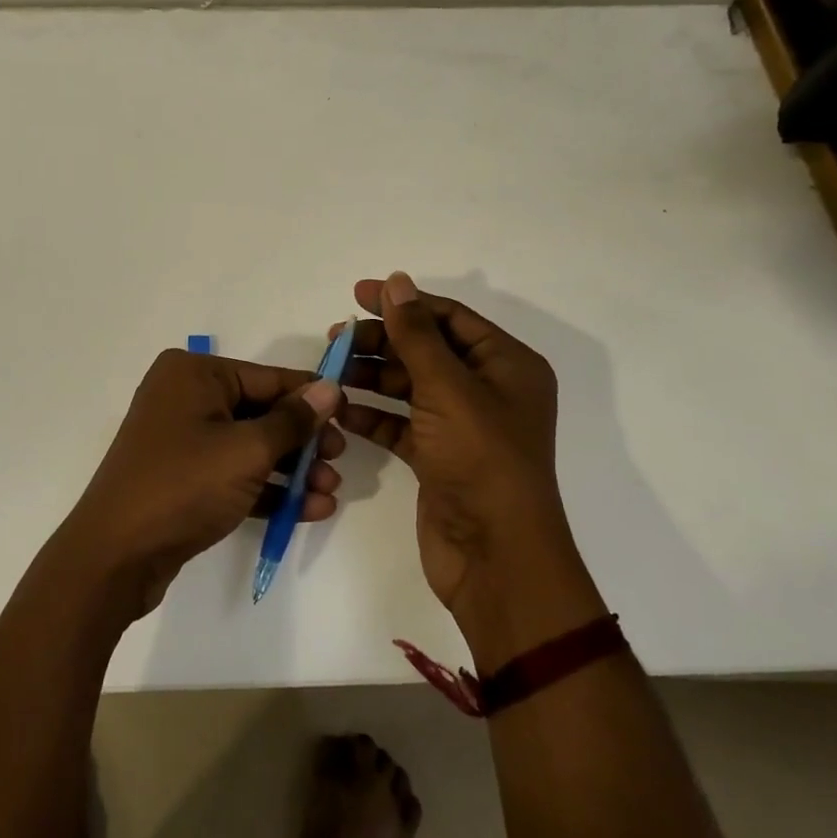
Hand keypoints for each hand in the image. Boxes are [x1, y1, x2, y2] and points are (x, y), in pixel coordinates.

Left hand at [61, 349, 344, 619]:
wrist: (115, 556)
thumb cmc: (183, 486)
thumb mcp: (247, 450)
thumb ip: (292, 420)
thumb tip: (329, 388)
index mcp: (194, 374)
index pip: (267, 378)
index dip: (311, 398)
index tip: (350, 414)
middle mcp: (185, 398)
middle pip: (260, 413)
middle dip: (302, 442)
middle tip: (338, 462)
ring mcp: (182, 440)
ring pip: (249, 447)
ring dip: (291, 470)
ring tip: (330, 493)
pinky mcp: (183, 479)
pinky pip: (233, 475)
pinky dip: (267, 490)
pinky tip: (309, 510)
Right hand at [339, 272, 605, 668]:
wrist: (495, 556)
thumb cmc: (481, 460)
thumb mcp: (448, 388)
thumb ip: (417, 334)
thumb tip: (397, 281)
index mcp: (507, 365)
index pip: (449, 318)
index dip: (404, 302)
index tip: (356, 294)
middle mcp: (487, 390)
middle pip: (426, 351)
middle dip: (382, 342)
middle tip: (335, 339)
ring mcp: (462, 426)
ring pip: (410, 388)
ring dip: (371, 377)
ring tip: (329, 371)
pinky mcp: (438, 458)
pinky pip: (400, 425)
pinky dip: (373, 416)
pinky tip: (340, 410)